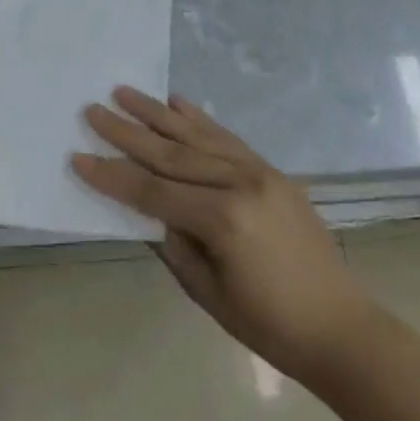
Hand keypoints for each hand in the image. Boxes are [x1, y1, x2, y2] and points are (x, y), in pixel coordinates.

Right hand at [72, 87, 370, 380]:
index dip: (111, 175)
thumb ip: (172, 242)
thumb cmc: (269, 325)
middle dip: (126, 132)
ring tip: (124, 92)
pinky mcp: (271, 171)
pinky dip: (199, 119)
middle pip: (169, 153)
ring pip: (196, 135)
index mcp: (222, 218)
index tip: (78, 156)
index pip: (152, 191)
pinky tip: (177, 102)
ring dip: (156, 113)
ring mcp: (258, 172)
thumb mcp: (206, 291)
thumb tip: (149, 207)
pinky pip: (227, 137)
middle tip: (93, 109)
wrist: (341, 328)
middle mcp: (239, 183)